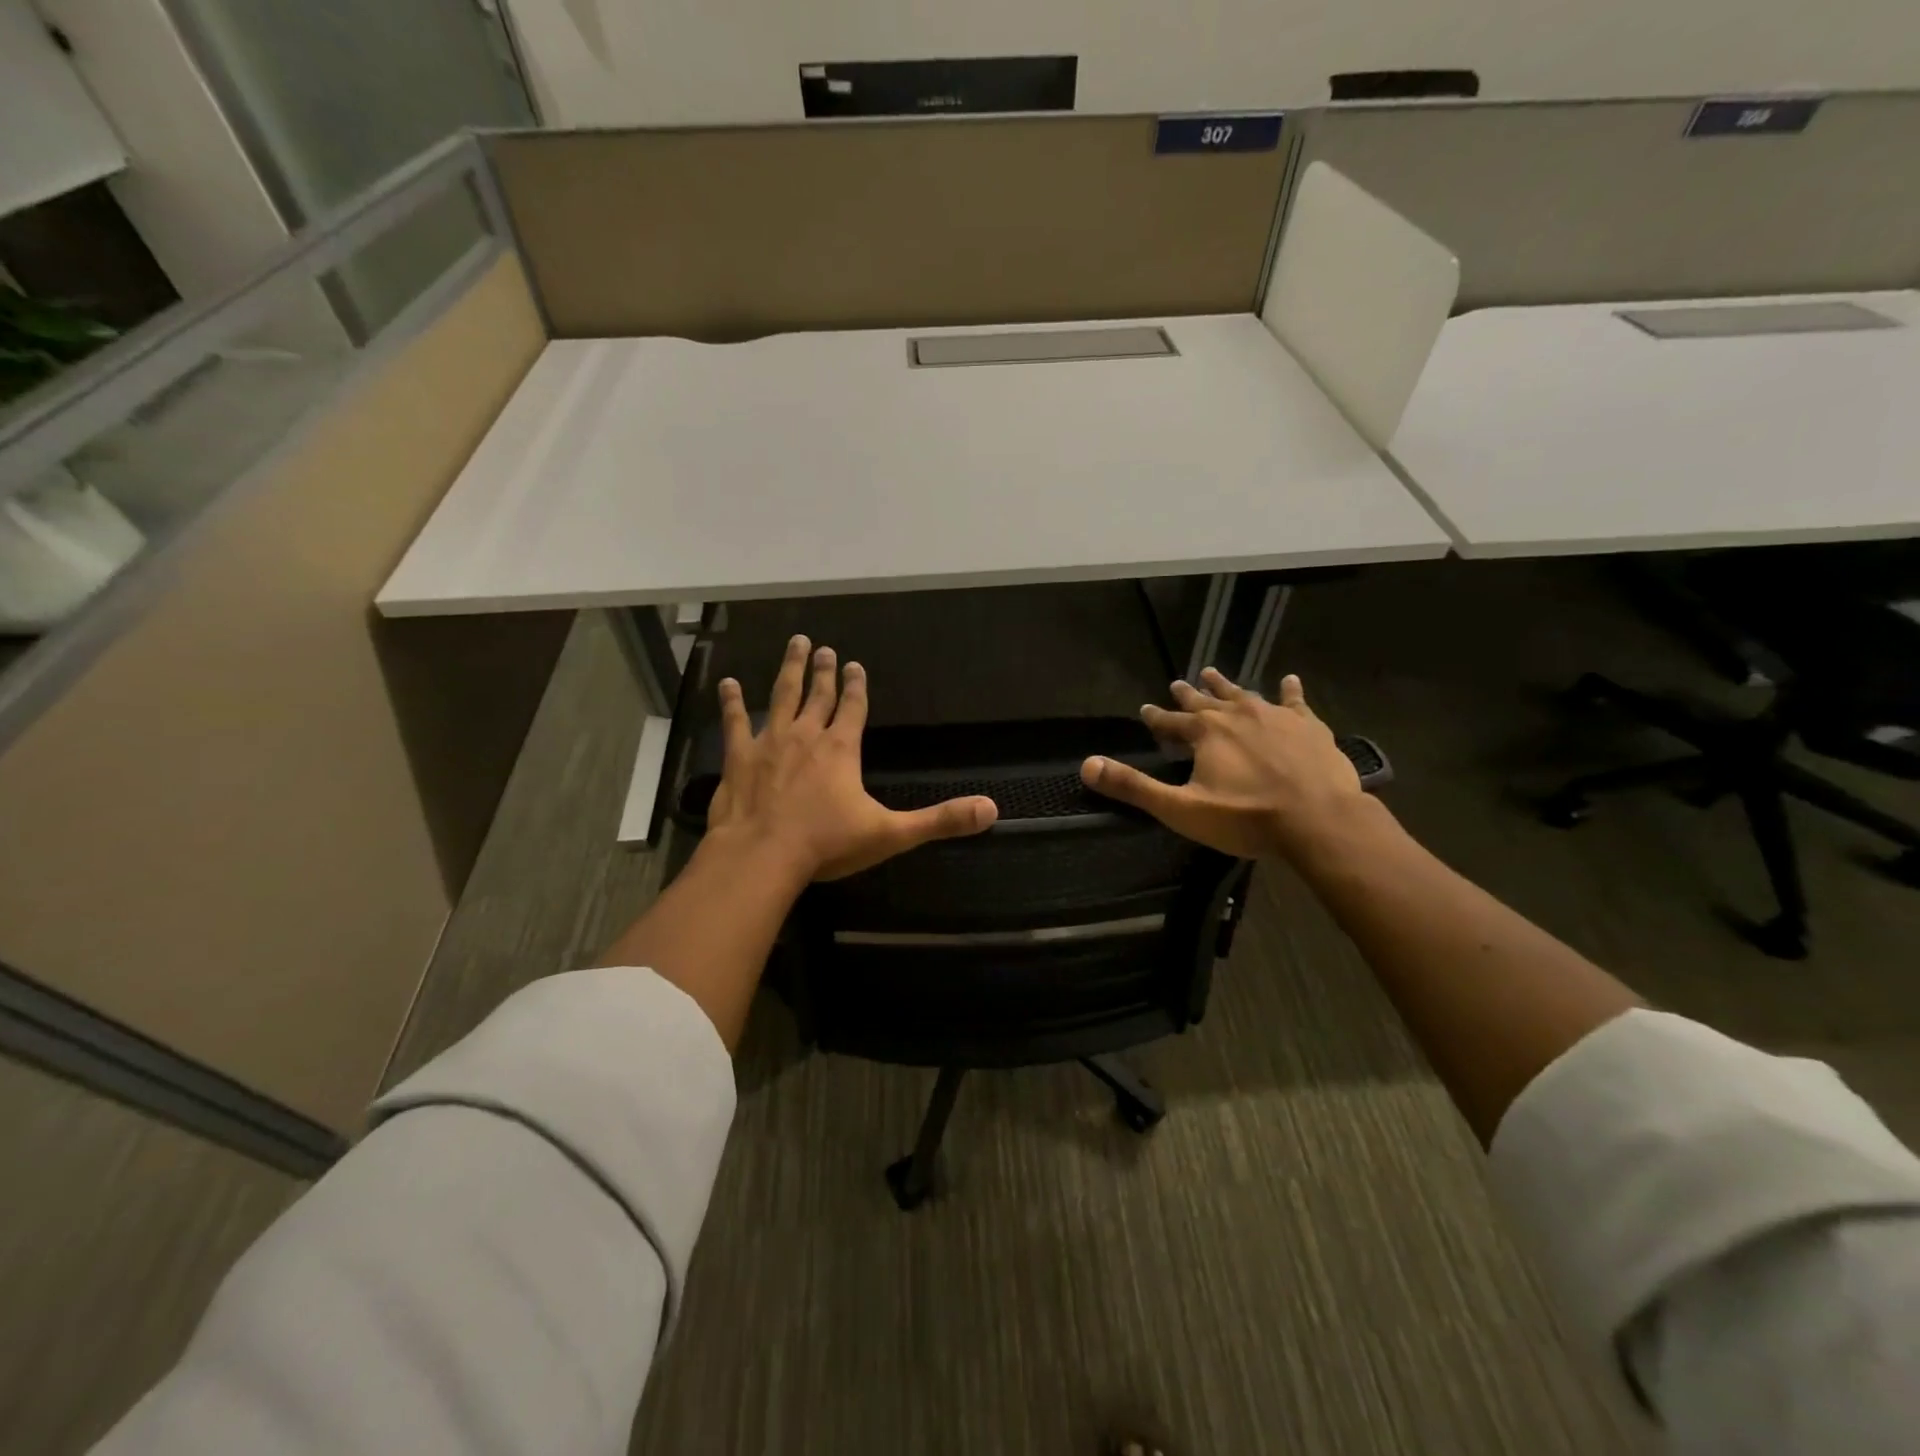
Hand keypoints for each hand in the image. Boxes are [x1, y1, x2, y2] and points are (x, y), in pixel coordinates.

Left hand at [708, 635, 997, 880]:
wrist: (763, 856)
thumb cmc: (827, 844)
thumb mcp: (891, 834)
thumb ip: (940, 820)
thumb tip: (991, 810)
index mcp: (841, 749)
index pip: (853, 708)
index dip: (855, 687)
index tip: (853, 665)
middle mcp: (807, 736)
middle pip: (818, 695)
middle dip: (823, 671)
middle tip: (823, 647)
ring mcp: (769, 742)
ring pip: (781, 696)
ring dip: (790, 670)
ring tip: (795, 645)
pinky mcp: (739, 757)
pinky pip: (734, 722)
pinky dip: (731, 702)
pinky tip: (728, 683)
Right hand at [1080, 668, 1364, 861]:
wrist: (1318, 820)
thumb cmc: (1246, 817)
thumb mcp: (1180, 809)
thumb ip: (1134, 787)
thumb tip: (1087, 765)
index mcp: (1205, 733)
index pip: (1171, 721)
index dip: (1156, 717)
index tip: (1145, 710)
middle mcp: (1237, 714)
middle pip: (1206, 701)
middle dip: (1188, 695)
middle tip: (1176, 683)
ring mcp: (1275, 716)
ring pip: (1243, 694)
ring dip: (1226, 685)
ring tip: (1213, 673)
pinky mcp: (1308, 726)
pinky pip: (1295, 701)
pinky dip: (1289, 691)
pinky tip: (1289, 680)